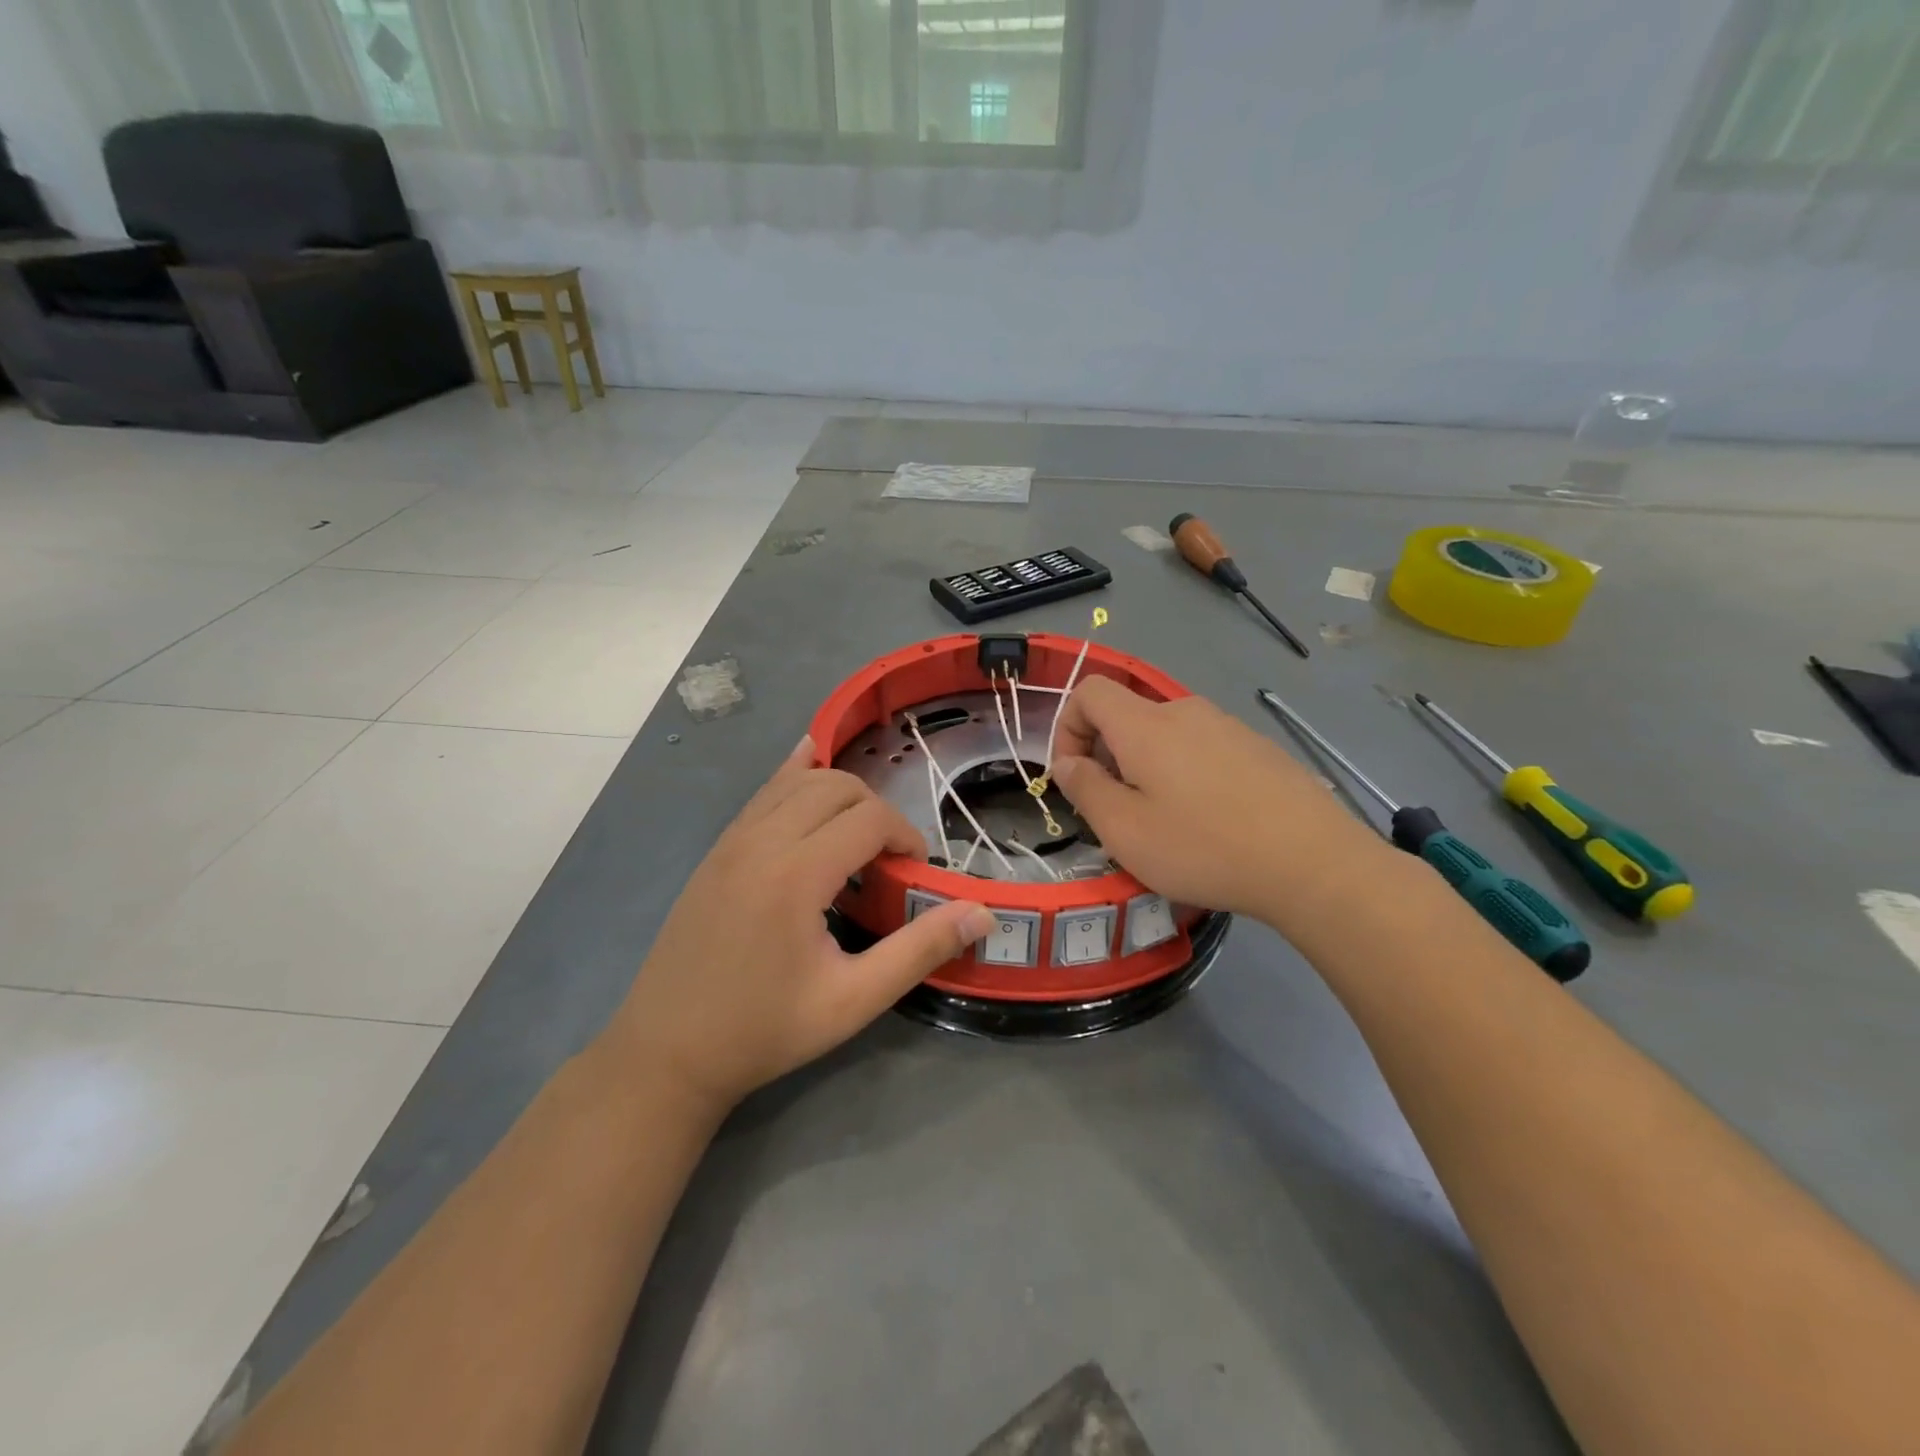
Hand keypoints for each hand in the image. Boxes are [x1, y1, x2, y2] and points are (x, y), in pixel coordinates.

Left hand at [606, 739, 994, 1114]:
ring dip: (840, 794)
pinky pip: (764, 793)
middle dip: (877, 810)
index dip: (905, 836)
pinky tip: (808, 769)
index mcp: (796, 874)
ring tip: (856, 838)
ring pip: (798, 780)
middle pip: (837, 786)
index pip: (869, 818)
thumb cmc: (764, 1031)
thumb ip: (919, 951)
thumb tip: (981, 915)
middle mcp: (761, 841)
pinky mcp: (716, 850)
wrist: (666, 1052)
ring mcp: (731, 840)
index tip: (914, 875)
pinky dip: (795, 779)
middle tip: (889, 860)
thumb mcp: (852, 1000)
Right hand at [1051, 677, 1388, 926]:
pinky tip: (1210, 819)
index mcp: (1145, 724)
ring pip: (1166, 734)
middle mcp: (1185, 711)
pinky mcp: (1258, 747)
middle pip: (1127, 714)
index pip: (1089, 691)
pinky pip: (1203, 748)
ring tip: (1164, 820)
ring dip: (1146, 766)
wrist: (1313, 862)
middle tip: (1117, 810)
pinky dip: (1185, 771)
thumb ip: (1084, 789)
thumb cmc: (1203, 847)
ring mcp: (1227, 726)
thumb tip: (1066, 762)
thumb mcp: (1124, 830)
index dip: (1067, 726)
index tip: (1074, 776)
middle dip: (1106, 755)